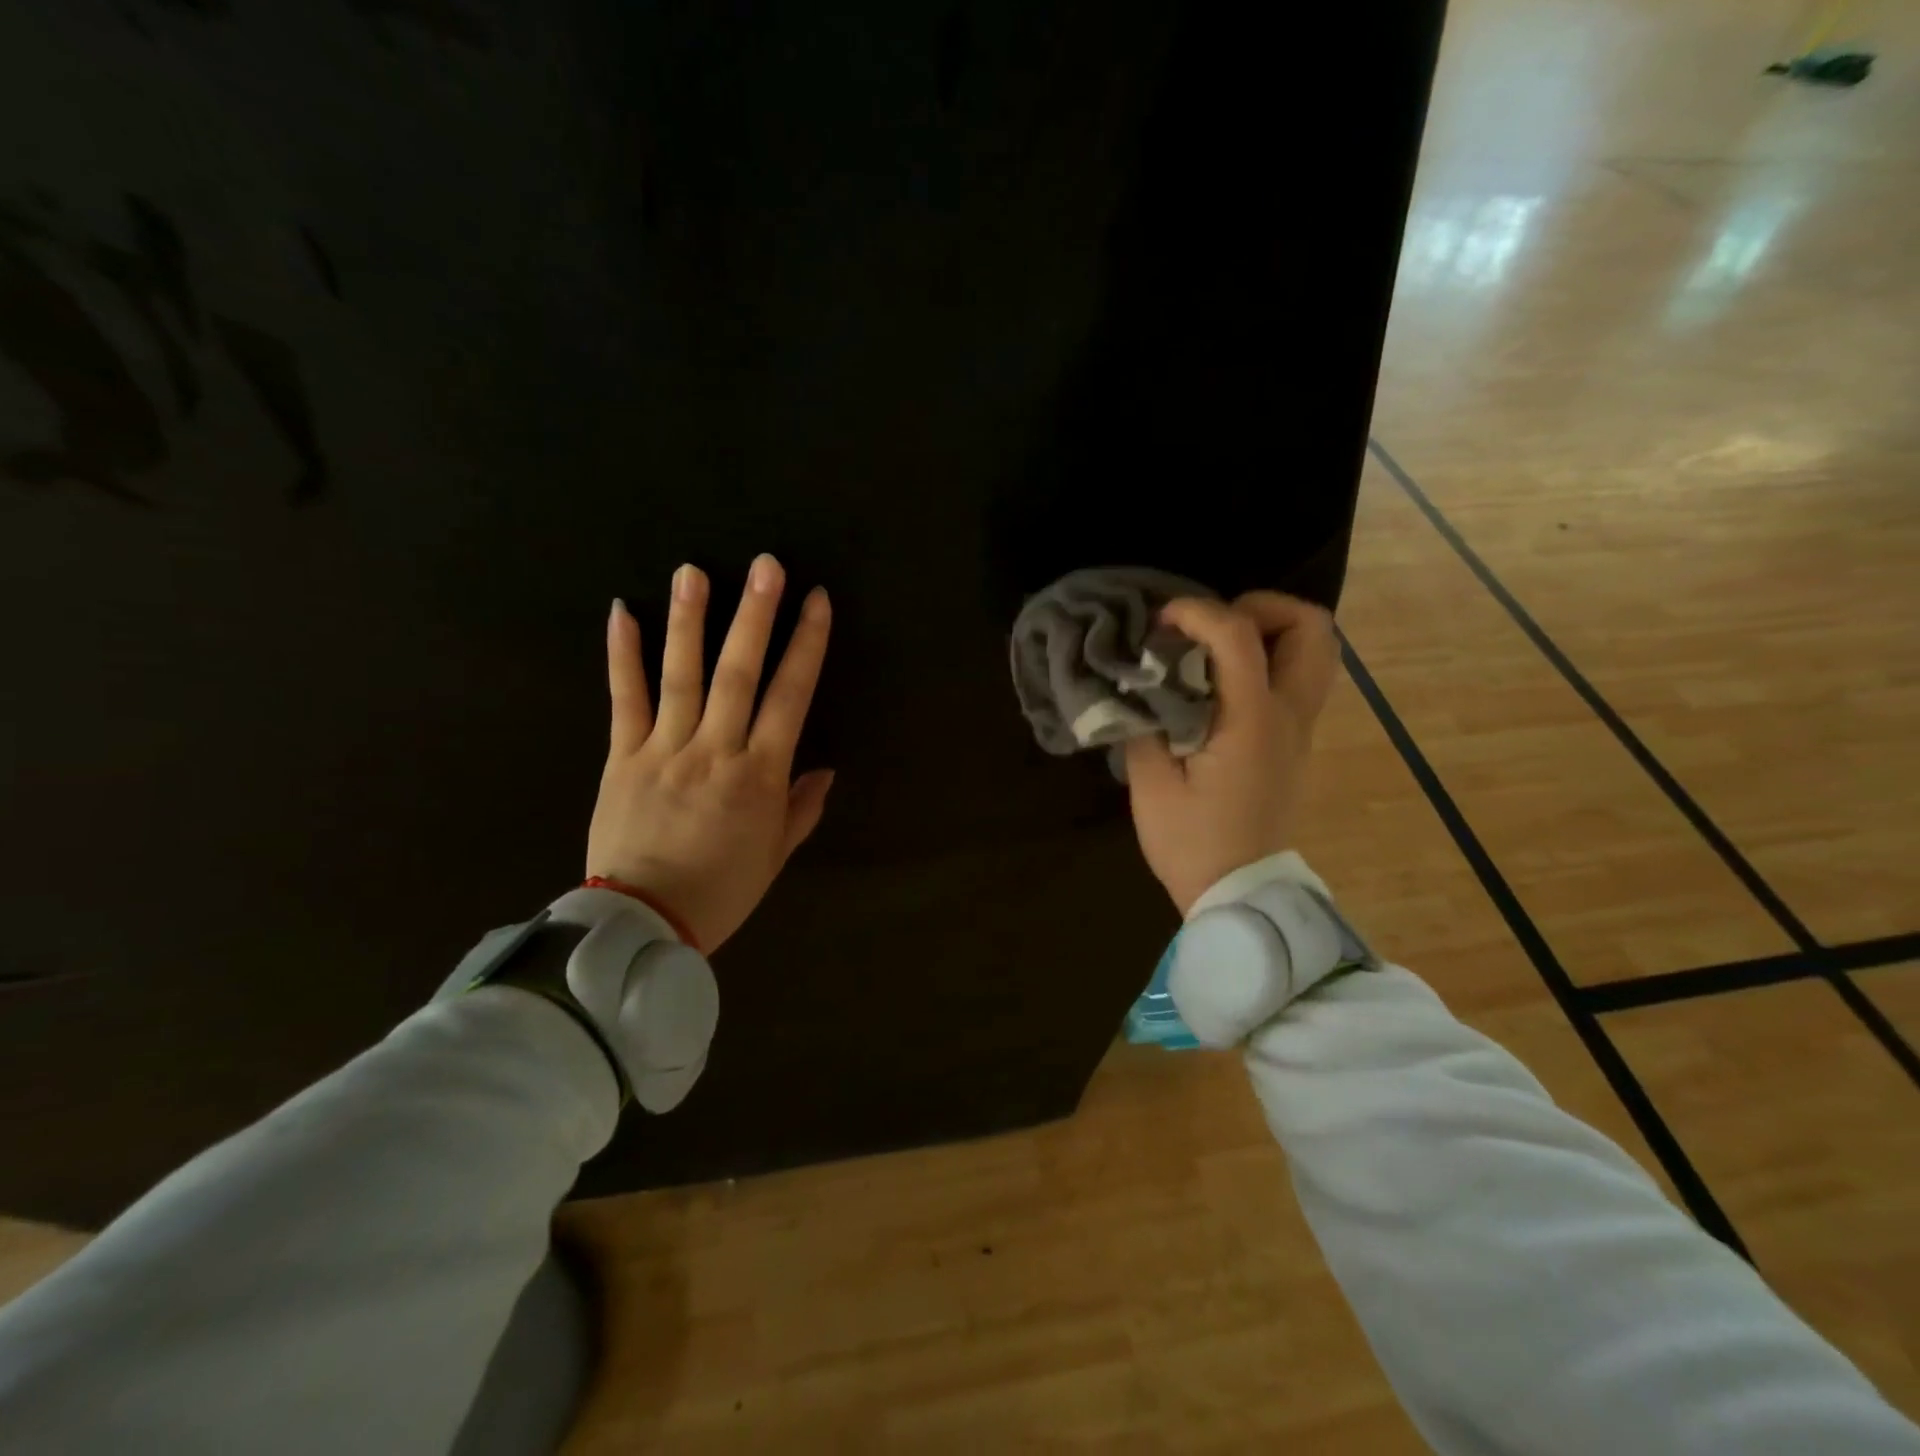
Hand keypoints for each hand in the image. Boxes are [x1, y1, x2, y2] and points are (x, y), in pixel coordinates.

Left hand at [586, 555, 833, 951]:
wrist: (641, 925)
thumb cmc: (721, 891)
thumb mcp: (775, 856)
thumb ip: (800, 809)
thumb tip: (825, 769)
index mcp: (759, 776)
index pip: (790, 697)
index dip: (806, 646)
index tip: (816, 602)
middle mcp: (715, 751)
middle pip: (738, 673)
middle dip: (755, 615)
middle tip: (765, 565)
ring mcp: (663, 750)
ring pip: (681, 676)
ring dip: (689, 620)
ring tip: (693, 570)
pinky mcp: (621, 757)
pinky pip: (623, 700)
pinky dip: (622, 656)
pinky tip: (621, 612)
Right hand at [1122, 592, 1338, 914]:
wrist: (1238, 893)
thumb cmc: (1190, 842)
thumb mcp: (1151, 783)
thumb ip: (1144, 720)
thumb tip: (1141, 682)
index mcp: (1254, 722)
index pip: (1239, 635)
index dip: (1198, 612)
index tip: (1161, 622)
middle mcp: (1291, 715)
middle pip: (1312, 627)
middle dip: (1261, 607)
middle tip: (1211, 627)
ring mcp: (1303, 729)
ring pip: (1317, 651)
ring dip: (1271, 632)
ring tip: (1218, 648)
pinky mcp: (1297, 743)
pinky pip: (1300, 678)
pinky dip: (1269, 660)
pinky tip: (1222, 683)